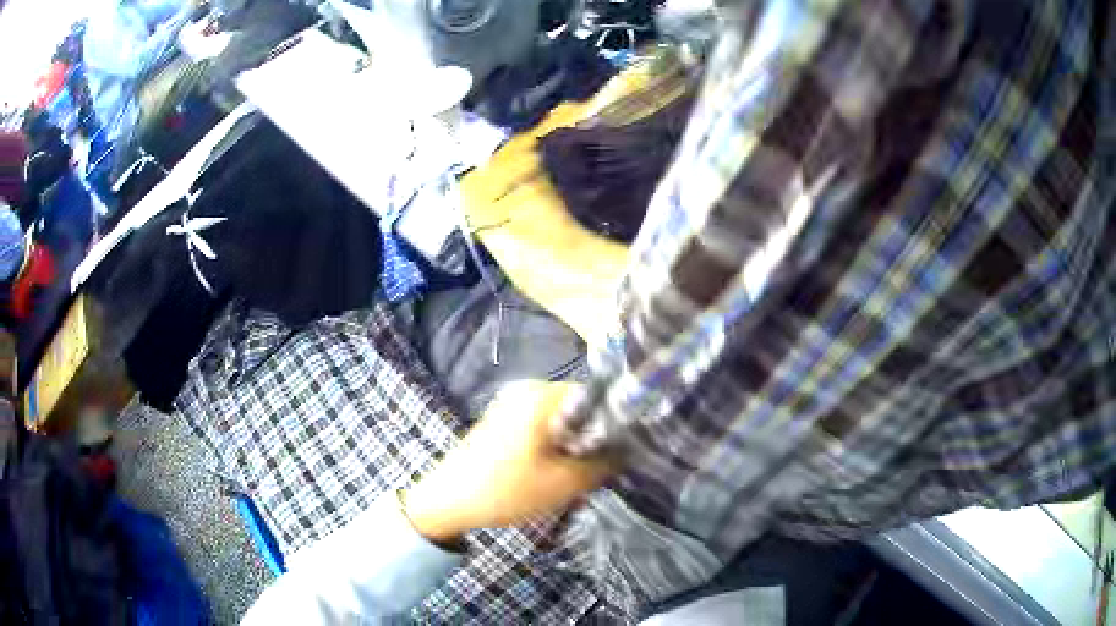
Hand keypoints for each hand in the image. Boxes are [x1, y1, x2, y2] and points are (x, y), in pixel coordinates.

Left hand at [402, 381, 615, 543]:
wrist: (448, 501)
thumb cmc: (505, 491)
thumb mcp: (563, 484)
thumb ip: (603, 464)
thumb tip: (630, 450)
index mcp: (542, 396)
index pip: (597, 397)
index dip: (615, 424)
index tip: (625, 451)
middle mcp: (528, 390)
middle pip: (580, 408)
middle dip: (593, 439)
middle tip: (600, 470)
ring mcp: (513, 403)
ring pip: (563, 421)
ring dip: (575, 446)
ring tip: (577, 476)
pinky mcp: (504, 420)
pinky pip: (543, 427)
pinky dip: (555, 447)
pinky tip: (554, 473)